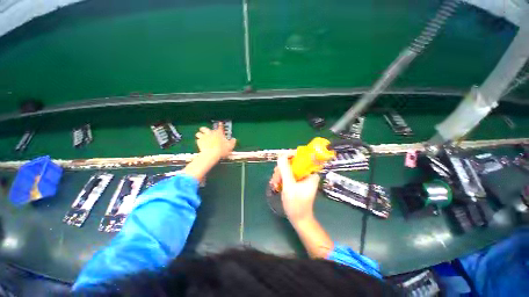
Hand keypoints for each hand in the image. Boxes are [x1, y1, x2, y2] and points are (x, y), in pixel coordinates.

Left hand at [195, 122, 236, 158]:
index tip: (220, 123)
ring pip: (199, 133)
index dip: (220, 125)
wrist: (211, 154)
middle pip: (205, 128)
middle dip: (204, 129)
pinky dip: (198, 141)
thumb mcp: (230, 146)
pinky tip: (200, 143)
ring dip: (199, 134)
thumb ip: (232, 142)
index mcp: (219, 133)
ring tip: (200, 136)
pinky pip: (197, 140)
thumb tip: (234, 139)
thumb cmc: (221, 150)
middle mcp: (211, 133)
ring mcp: (204, 137)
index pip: (220, 127)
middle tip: (205, 130)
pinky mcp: (199, 142)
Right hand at [276, 154, 319, 222]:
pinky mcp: (297, 181)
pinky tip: (276, 185)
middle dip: (282, 170)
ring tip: (275, 184)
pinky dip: (281, 178)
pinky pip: (287, 174)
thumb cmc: (296, 204)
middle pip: (292, 163)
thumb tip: (281, 156)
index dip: (290, 156)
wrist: (298, 219)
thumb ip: (285, 170)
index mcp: (310, 173)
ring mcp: (301, 177)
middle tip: (276, 179)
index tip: (280, 161)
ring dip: (279, 175)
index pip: (301, 157)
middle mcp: (307, 173)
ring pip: (288, 169)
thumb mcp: (289, 186)